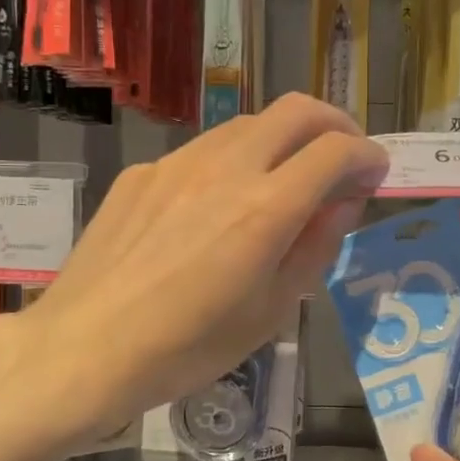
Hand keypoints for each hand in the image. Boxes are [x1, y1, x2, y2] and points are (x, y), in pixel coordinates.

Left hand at [28, 94, 387, 441]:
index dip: (367, 156)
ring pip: (249, 123)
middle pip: (296, 110)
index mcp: (266, 209)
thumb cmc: (189, 347)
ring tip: (286, 179)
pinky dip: (234, 162)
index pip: (336, 151)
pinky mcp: (143, 172)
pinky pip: (204, 151)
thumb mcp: (271, 310)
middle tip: (344, 158)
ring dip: (283, 139)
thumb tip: (344, 203)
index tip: (375, 174)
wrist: (84, 350)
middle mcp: (226, 167)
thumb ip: (316, 246)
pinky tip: (219, 206)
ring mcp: (178, 163)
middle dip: (335, 124)